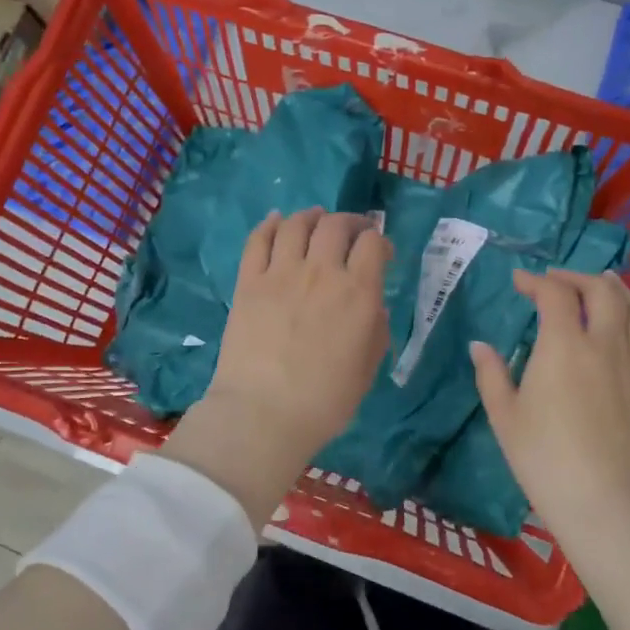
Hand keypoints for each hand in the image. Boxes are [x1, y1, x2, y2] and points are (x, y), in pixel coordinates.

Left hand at [164, 209, 390, 525]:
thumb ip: (375, 329)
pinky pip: (258, 239)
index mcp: (358, 292)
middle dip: (349, 222)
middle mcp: (322, 272)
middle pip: (336, 224)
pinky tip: (277, 221)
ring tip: (316, 219)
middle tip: (351, 231)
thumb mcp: (368, 368)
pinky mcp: (249, 281)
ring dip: (311, 216)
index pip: (373, 243)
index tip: (380, 252)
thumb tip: (372, 305)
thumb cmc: (325, 400)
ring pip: (297, 224)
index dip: (380, 241)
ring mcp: (281, 273)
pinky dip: (270, 224)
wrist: (263, 413)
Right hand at [470, 270, 629, 554]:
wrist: (611, 506)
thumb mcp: (505, 418)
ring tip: (604, 286)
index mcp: (564, 346)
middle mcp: (606, 344)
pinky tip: (627, 333)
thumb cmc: (546, 461)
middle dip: (577, 276)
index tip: (520, 282)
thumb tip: (480, 346)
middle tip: (557, 281)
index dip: (536, 281)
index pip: (555, 294)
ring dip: (618, 290)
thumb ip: (491, 376)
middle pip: (603, 290)